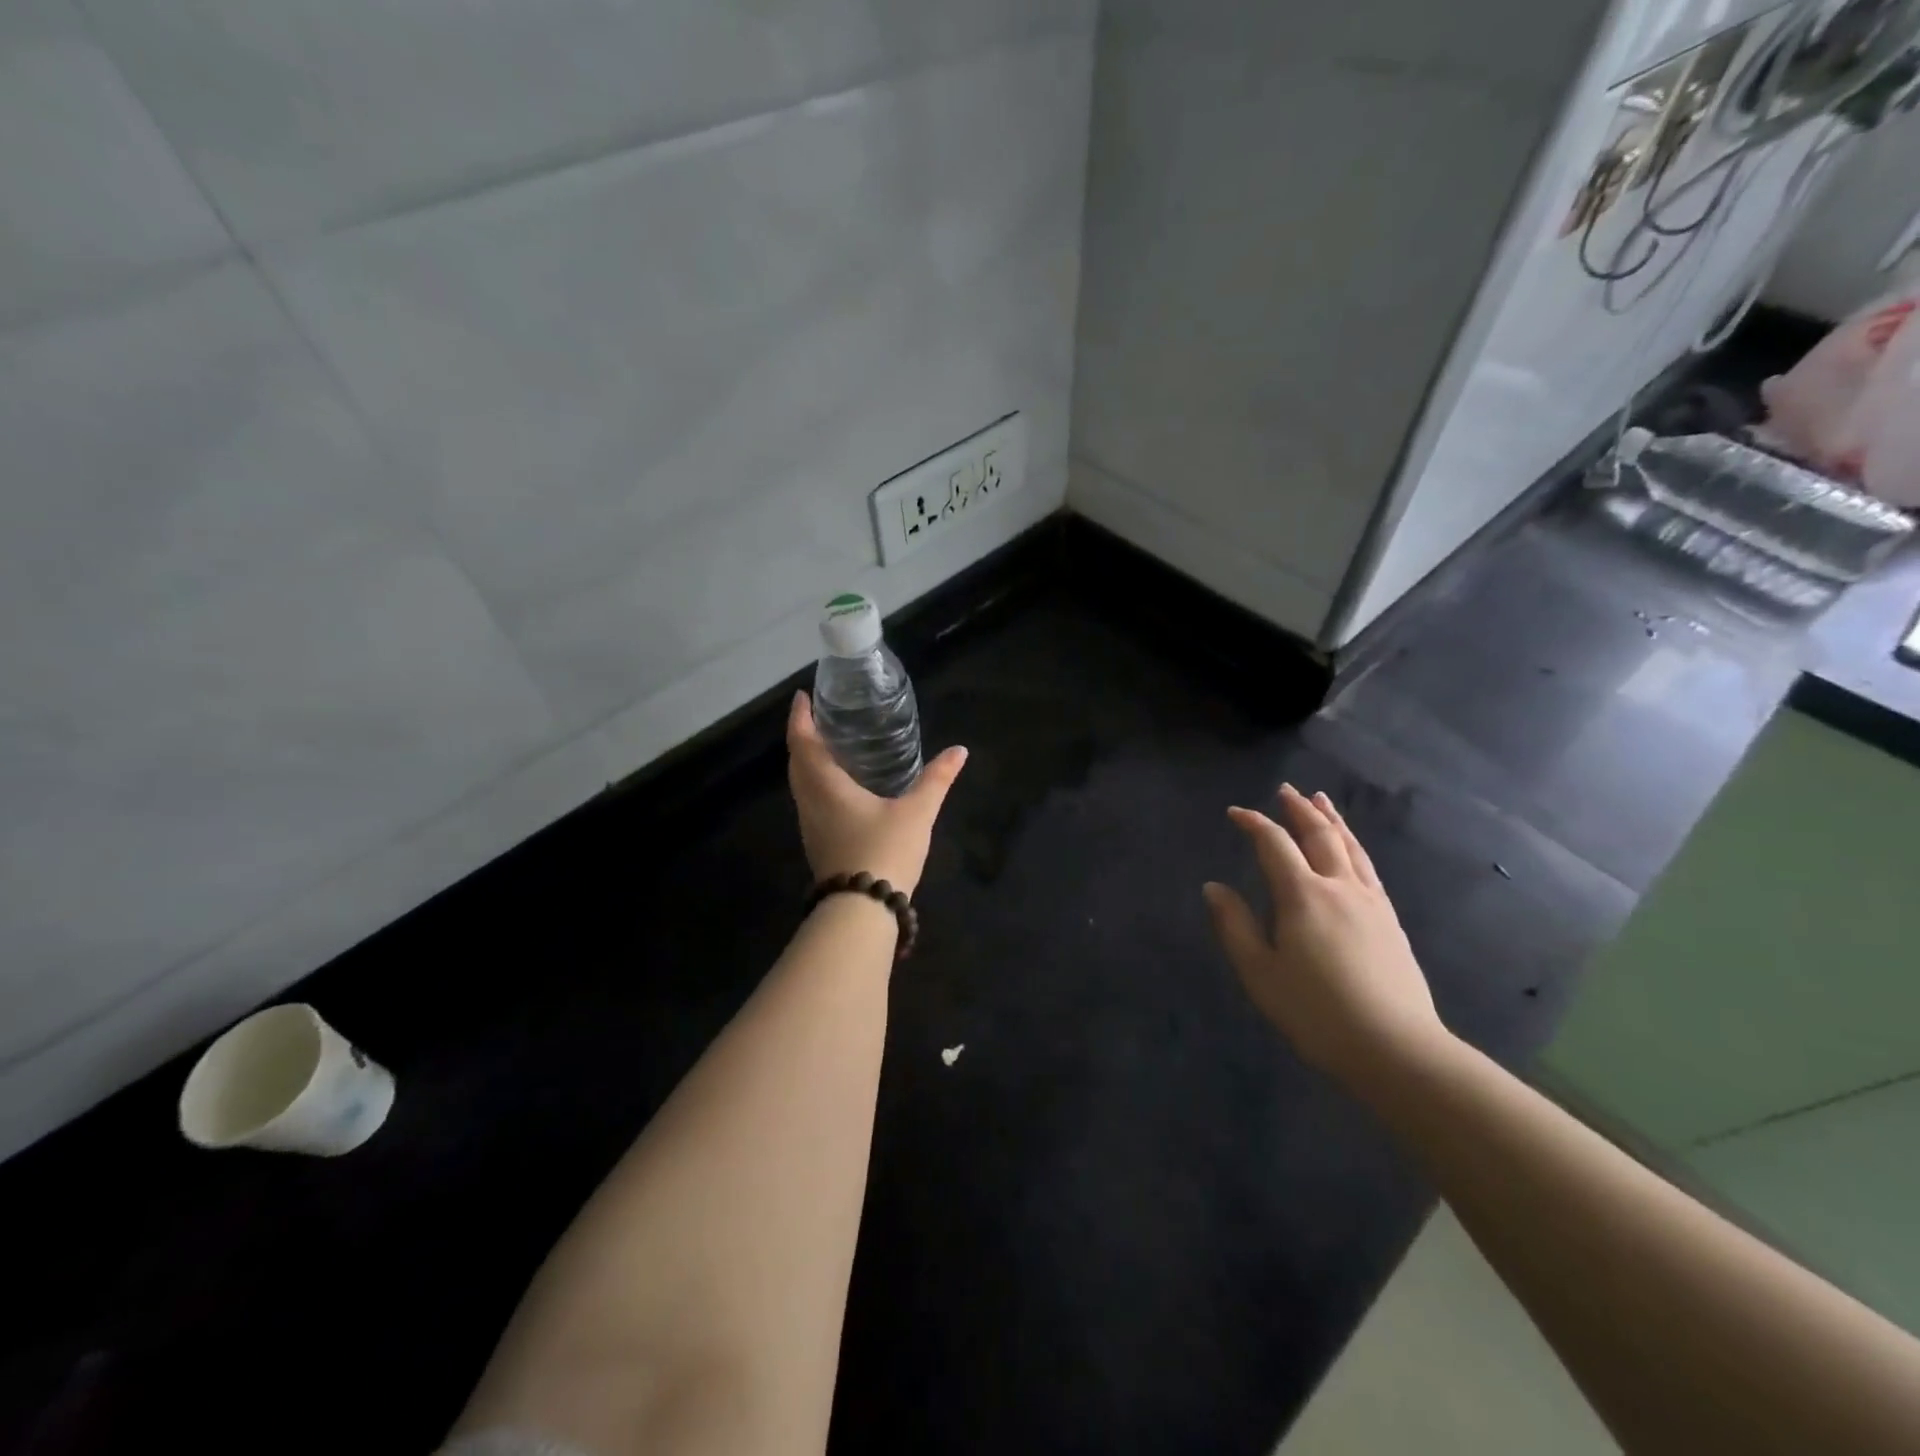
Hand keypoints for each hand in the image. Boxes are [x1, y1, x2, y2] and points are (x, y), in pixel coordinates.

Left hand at [786, 691, 967, 896]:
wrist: (862, 910)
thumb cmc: (884, 852)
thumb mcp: (916, 813)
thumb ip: (936, 780)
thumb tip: (959, 751)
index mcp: (825, 786)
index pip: (802, 742)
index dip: (800, 718)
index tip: (803, 697)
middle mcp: (810, 802)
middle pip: (797, 762)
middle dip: (803, 737)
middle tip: (822, 718)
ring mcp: (811, 826)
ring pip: (801, 784)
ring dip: (809, 762)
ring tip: (832, 746)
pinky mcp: (818, 844)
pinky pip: (810, 801)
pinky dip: (817, 783)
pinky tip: (841, 787)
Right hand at [1203, 785, 1450, 1087]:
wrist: (1396, 1048)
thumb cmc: (1316, 1012)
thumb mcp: (1260, 973)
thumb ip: (1235, 926)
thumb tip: (1213, 887)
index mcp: (1302, 896)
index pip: (1274, 844)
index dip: (1254, 823)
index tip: (1235, 813)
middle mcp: (1339, 887)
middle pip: (1319, 835)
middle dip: (1299, 810)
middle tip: (1285, 790)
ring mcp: (1371, 903)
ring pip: (1350, 847)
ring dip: (1332, 820)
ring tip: (1321, 801)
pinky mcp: (1390, 921)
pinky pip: (1369, 868)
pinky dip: (1354, 846)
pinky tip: (1352, 851)